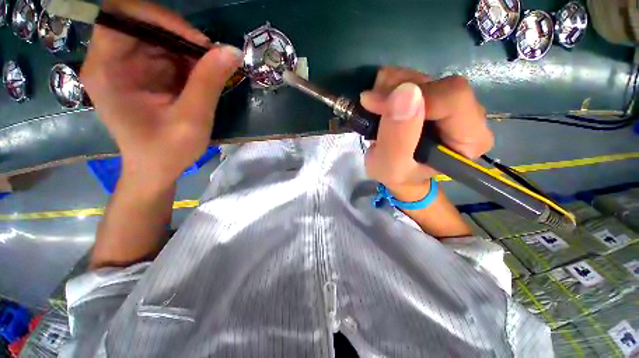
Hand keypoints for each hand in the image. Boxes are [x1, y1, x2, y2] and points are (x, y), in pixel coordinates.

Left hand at [81, 0, 242, 189]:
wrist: (156, 169)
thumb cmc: (167, 151)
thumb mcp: (192, 119)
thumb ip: (209, 83)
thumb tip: (232, 51)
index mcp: (107, 70)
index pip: (122, 17)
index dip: (160, 18)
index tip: (197, 41)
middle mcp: (110, 61)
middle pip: (141, 23)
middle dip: (179, 35)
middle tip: (211, 57)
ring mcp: (125, 67)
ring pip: (156, 37)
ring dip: (186, 49)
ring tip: (210, 70)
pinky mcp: (141, 75)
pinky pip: (164, 53)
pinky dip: (186, 60)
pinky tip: (201, 77)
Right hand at [360, 67, 492, 200]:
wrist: (396, 173)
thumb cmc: (397, 175)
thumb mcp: (391, 166)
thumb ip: (398, 138)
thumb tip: (405, 92)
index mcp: (469, 139)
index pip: (452, 98)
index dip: (412, 96)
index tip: (376, 105)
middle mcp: (469, 116)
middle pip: (438, 84)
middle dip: (398, 90)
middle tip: (372, 106)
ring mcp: (452, 102)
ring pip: (424, 77)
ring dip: (391, 86)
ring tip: (373, 106)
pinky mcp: (435, 95)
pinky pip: (415, 77)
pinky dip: (391, 84)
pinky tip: (380, 99)